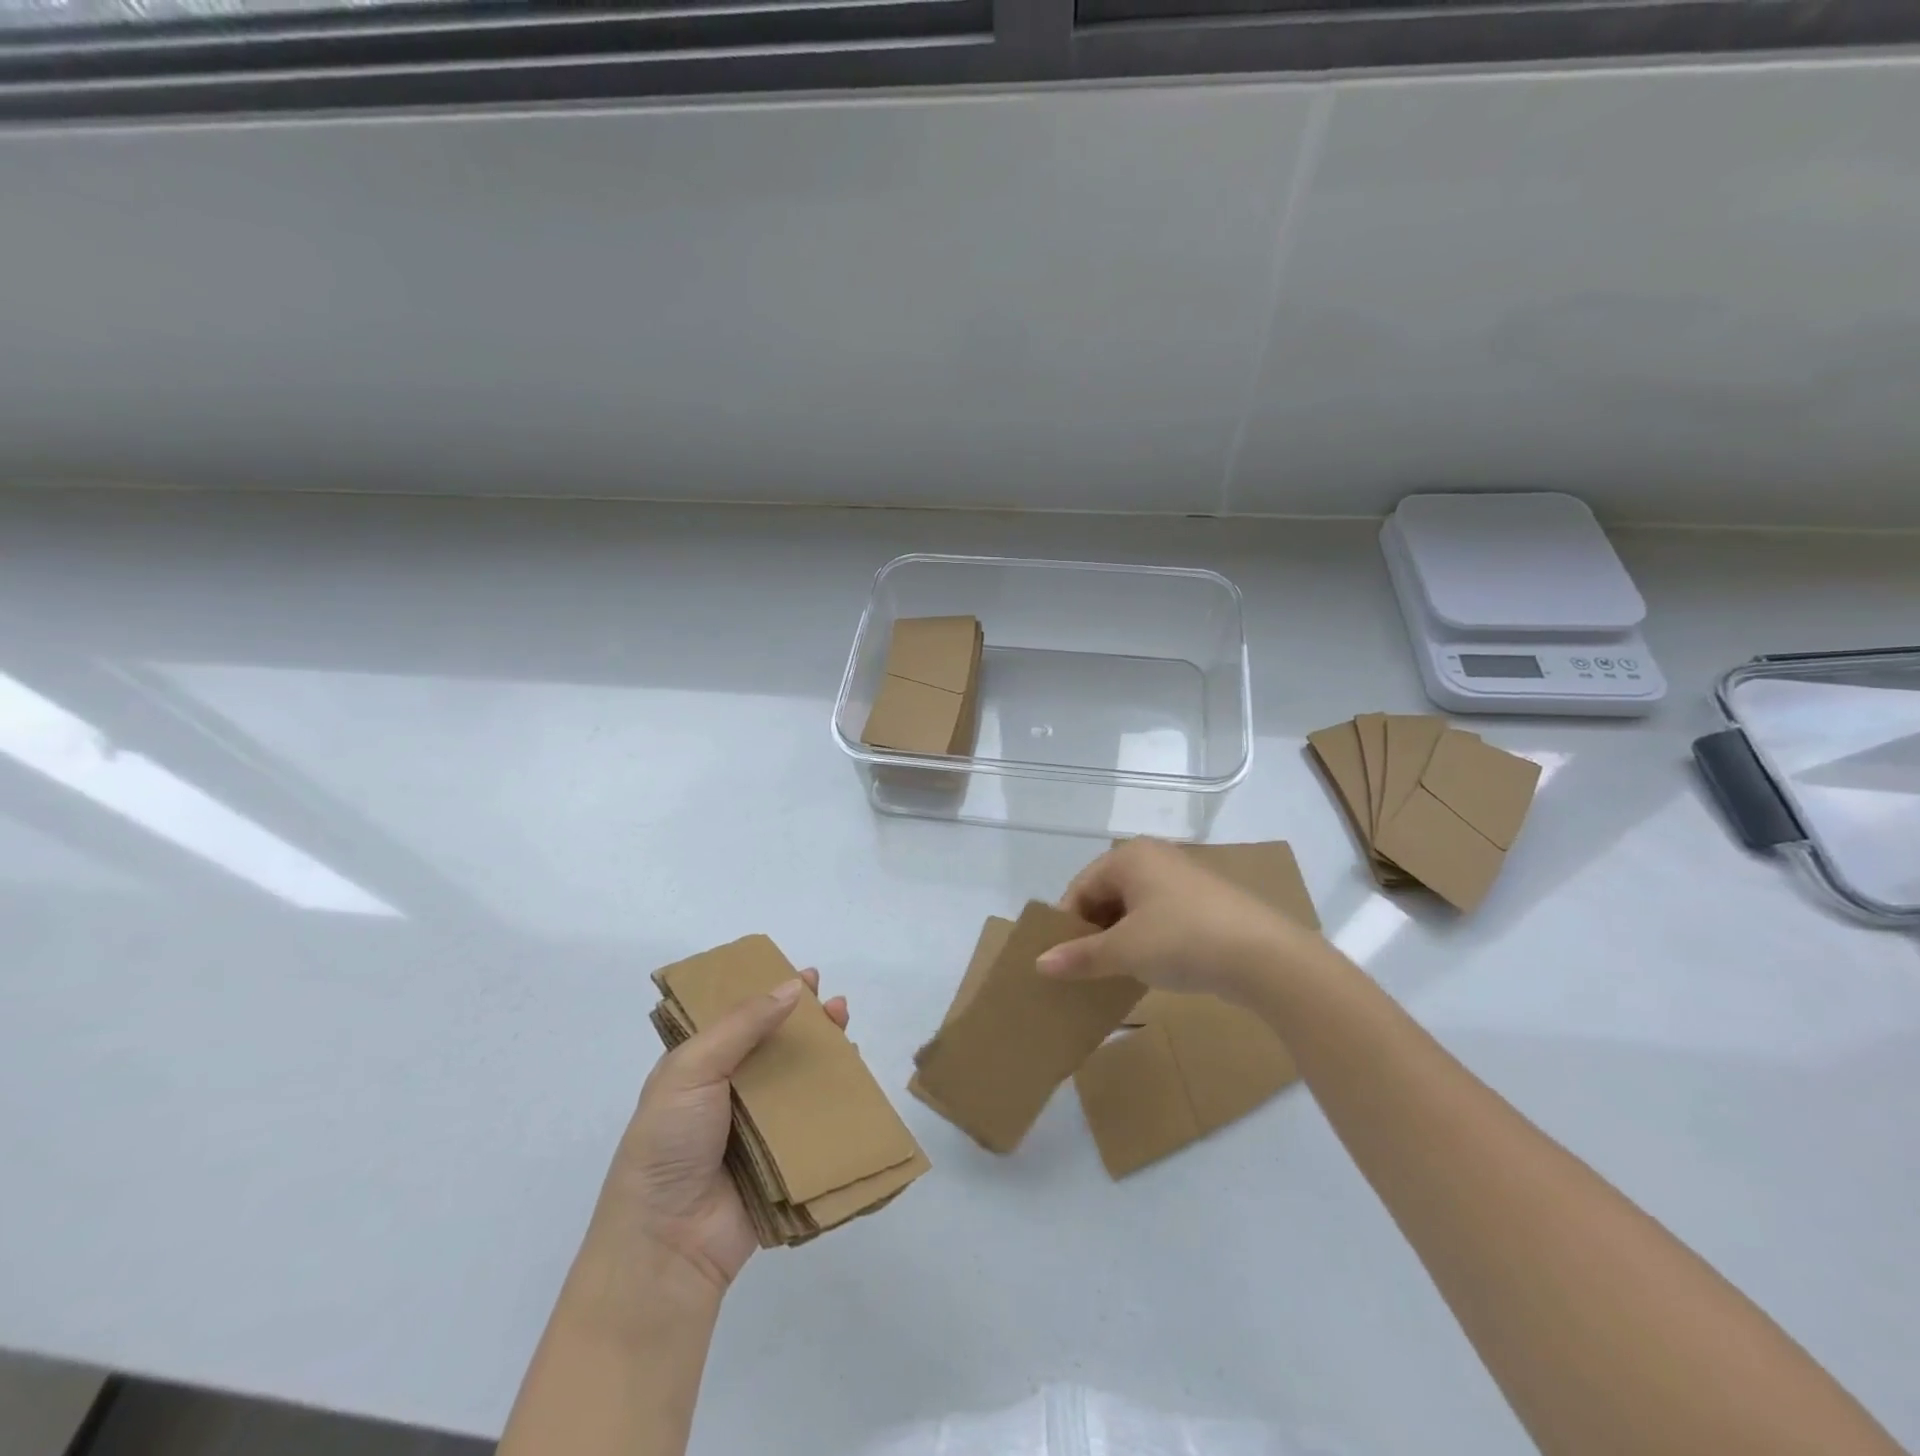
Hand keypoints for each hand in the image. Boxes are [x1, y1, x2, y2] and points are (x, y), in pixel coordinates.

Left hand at [590, 970, 848, 1297]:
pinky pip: (815, 1120)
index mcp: (698, 1068)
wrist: (668, 1245)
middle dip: (805, 1020)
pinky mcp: (783, 1159)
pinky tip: (855, 1076)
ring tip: (847, 1025)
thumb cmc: (669, 1145)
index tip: (803, 976)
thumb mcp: (691, 1070)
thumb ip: (741, 1026)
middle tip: (834, 1001)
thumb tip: (792, 987)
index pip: (738, 1019)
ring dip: (824, 1052)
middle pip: (774, 1044)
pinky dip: (836, 1097)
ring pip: (798, 1078)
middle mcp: (728, 1092)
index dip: (768, 994)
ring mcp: (758, 1127)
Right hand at [1038, 838, 1324, 1003]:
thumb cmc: (1183, 940)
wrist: (1265, 956)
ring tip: (1115, 972)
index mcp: (1129, 856)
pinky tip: (1149, 968)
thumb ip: (1080, 956)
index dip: (1067, 924)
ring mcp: (1182, 878)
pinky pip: (1160, 916)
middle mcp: (1154, 858)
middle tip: (1086, 968)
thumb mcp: (1124, 951)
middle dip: (1093, 931)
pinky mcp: (1205, 902)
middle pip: (1106, 894)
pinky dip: (1147, 939)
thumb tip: (1039, 963)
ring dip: (1120, 938)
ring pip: (1134, 908)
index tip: (1061, 960)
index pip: (1081, 887)